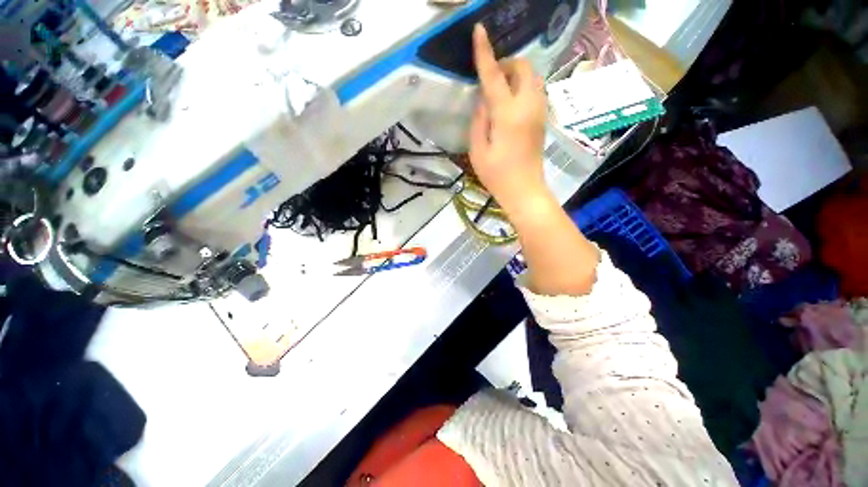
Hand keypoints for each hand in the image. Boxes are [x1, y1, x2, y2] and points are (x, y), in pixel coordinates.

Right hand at [469, 24, 548, 213]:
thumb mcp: (478, 150)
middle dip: (506, 63)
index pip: (494, 76)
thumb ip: (479, 120)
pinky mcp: (542, 119)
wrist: (524, 190)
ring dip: (515, 74)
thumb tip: (483, 99)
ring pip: (532, 77)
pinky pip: (534, 90)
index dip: (485, 53)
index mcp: (507, 114)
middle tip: (490, 78)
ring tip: (499, 90)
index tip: (479, 30)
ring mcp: (539, 111)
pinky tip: (510, 102)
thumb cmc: (497, 175)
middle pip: (523, 67)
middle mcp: (528, 106)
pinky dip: (522, 86)